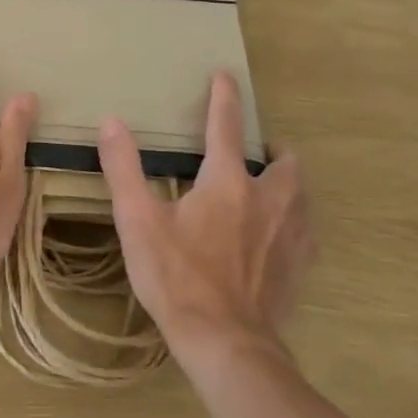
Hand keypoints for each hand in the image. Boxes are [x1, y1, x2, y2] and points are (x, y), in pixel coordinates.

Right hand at [97, 72, 314, 369]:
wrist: (225, 341)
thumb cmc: (176, 277)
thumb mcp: (137, 221)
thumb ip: (124, 168)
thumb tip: (112, 122)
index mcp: (227, 183)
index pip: (226, 127)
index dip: (224, 98)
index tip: (225, 76)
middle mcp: (268, 200)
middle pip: (285, 163)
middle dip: (274, 149)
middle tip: (257, 150)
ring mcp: (289, 236)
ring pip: (301, 196)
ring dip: (288, 183)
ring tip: (271, 186)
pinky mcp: (298, 267)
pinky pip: (305, 233)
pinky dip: (295, 222)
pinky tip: (280, 235)